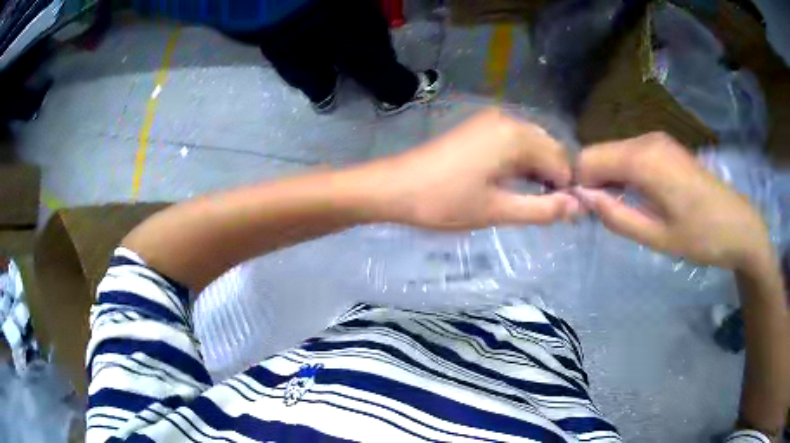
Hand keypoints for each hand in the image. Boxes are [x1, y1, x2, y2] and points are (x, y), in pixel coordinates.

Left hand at [359, 109, 579, 229]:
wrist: (394, 187)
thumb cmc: (445, 202)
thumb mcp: (498, 211)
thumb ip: (543, 209)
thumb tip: (579, 207)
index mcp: (517, 136)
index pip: (562, 161)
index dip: (566, 189)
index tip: (559, 214)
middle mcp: (508, 119)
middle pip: (549, 148)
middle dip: (552, 178)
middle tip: (542, 209)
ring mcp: (491, 120)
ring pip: (531, 144)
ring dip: (536, 170)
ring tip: (525, 199)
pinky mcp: (478, 127)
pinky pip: (513, 141)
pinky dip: (519, 162)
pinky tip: (510, 182)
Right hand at [576, 132, 771, 269]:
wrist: (739, 226)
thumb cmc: (701, 237)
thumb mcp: (657, 237)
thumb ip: (617, 216)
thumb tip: (583, 199)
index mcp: (643, 160)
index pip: (588, 158)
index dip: (579, 184)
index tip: (584, 212)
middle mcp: (647, 140)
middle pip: (600, 152)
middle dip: (593, 181)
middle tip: (602, 216)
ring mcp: (658, 140)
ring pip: (615, 153)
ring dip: (610, 179)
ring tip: (621, 210)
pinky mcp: (666, 147)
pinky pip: (632, 155)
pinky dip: (625, 174)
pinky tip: (639, 197)